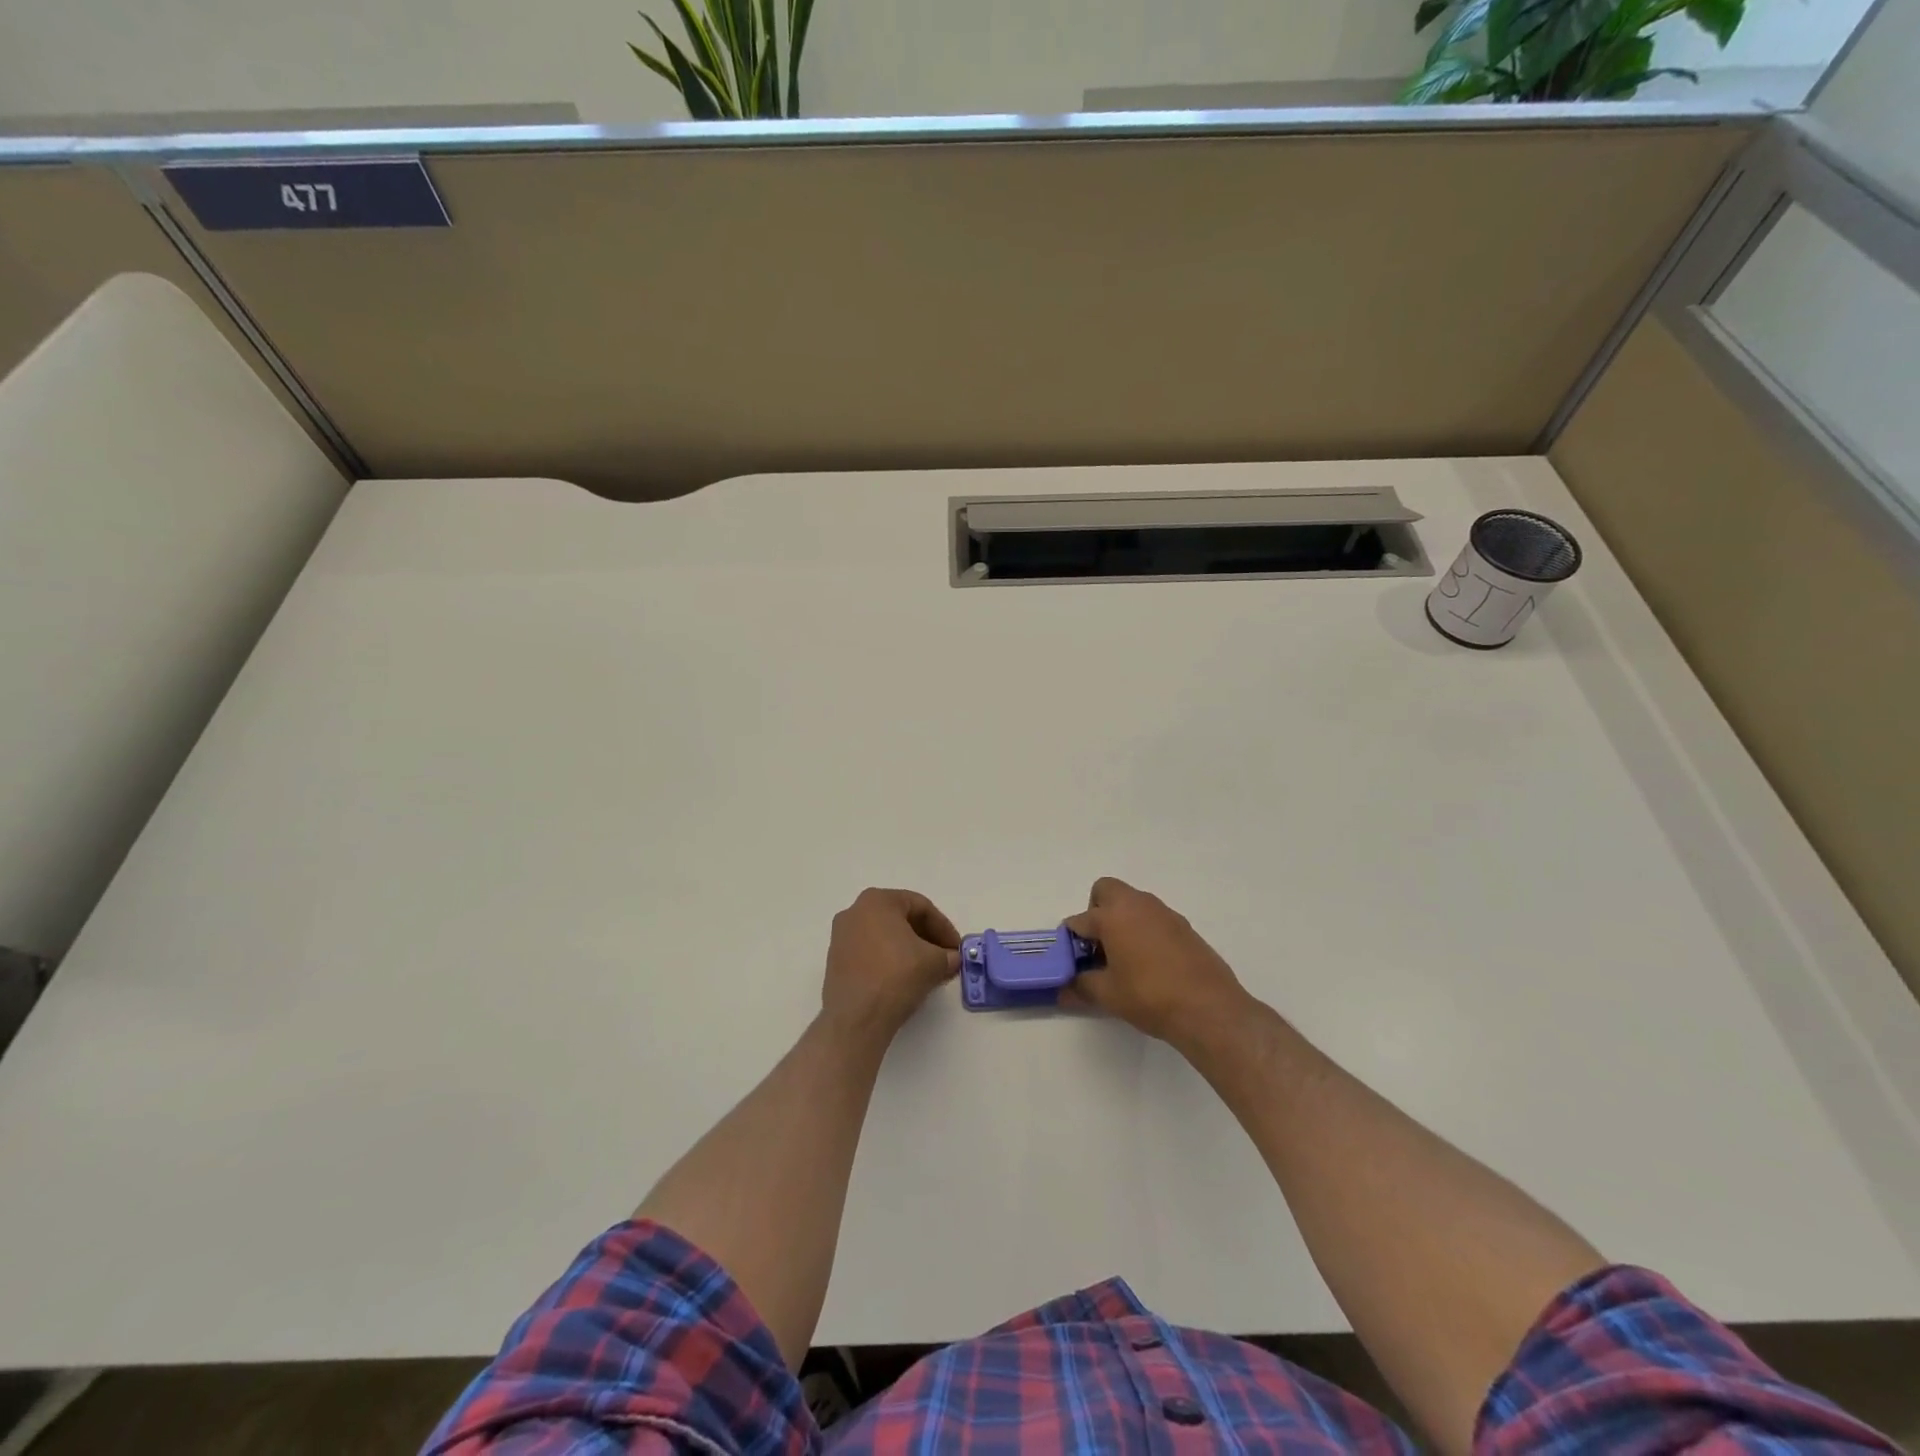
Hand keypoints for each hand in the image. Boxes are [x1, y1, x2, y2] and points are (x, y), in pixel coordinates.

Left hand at [821, 888, 961, 1043]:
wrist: (856, 1018)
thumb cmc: (896, 976)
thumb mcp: (933, 963)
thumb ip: (947, 955)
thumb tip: (952, 959)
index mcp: (877, 901)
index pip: (920, 906)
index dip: (944, 927)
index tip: (956, 948)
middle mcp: (854, 911)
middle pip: (900, 919)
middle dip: (926, 938)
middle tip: (945, 957)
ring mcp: (841, 937)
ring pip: (884, 936)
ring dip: (909, 950)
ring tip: (927, 971)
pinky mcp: (835, 961)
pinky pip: (870, 952)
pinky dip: (889, 960)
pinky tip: (904, 979)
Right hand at [1061, 877, 1253, 1048]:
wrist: (1209, 1008)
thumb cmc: (1149, 996)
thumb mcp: (1108, 995)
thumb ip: (1081, 986)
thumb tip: (1063, 989)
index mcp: (1112, 915)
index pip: (1079, 921)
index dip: (1070, 942)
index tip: (1071, 962)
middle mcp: (1137, 904)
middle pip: (1106, 891)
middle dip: (1096, 912)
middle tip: (1099, 946)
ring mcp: (1164, 913)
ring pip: (1132, 903)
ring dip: (1122, 921)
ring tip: (1124, 959)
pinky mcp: (1184, 926)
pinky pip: (1153, 918)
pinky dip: (1144, 931)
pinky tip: (1150, 964)